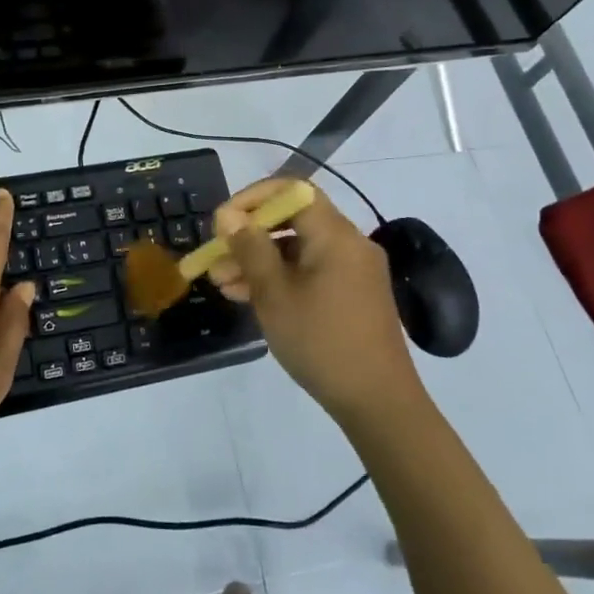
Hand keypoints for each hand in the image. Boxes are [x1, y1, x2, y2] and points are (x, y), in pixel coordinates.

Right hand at [208, 180, 420, 422]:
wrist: (378, 403)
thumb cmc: (321, 341)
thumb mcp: (275, 294)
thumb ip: (250, 249)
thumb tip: (229, 216)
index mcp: (335, 235)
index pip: (292, 190)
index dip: (253, 198)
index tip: (223, 222)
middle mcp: (349, 244)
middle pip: (293, 220)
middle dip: (250, 235)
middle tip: (215, 257)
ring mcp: (353, 271)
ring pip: (298, 250)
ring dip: (259, 261)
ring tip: (221, 284)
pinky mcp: (353, 295)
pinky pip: (311, 271)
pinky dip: (281, 278)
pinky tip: (248, 297)